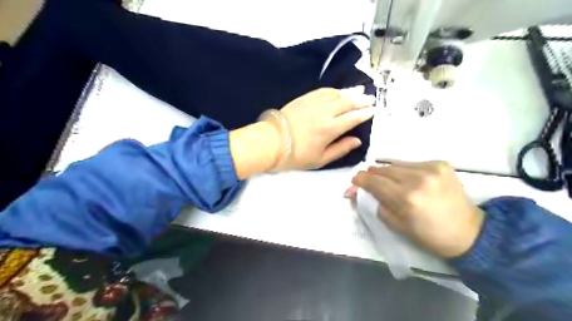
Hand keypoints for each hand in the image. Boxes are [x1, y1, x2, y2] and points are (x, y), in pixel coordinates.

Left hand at [278, 86, 376, 169]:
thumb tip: (357, 141)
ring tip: (360, 90)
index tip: (373, 110)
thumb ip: (341, 149)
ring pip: (337, 94)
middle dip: (362, 100)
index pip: (353, 117)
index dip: (365, 113)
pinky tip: (339, 91)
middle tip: (371, 98)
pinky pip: (323, 91)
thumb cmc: (296, 154)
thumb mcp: (320, 159)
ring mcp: (314, 102)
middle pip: (348, 102)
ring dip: (350, 92)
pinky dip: (334, 90)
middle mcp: (325, 112)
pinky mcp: (305, 98)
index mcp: (331, 128)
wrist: (272, 141)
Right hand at [346, 161, 483, 257]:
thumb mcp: (396, 225)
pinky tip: (408, 179)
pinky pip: (412, 163)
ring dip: (387, 172)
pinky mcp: (441, 163)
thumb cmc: (429, 235)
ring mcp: (431, 168)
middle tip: (368, 180)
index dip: (361, 180)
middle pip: (383, 169)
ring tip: (387, 180)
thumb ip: (376, 204)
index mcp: (406, 198)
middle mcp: (417, 178)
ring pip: (396, 164)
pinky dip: (404, 170)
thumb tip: (360, 191)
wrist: (469, 232)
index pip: (374, 182)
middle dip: (372, 174)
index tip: (354, 180)